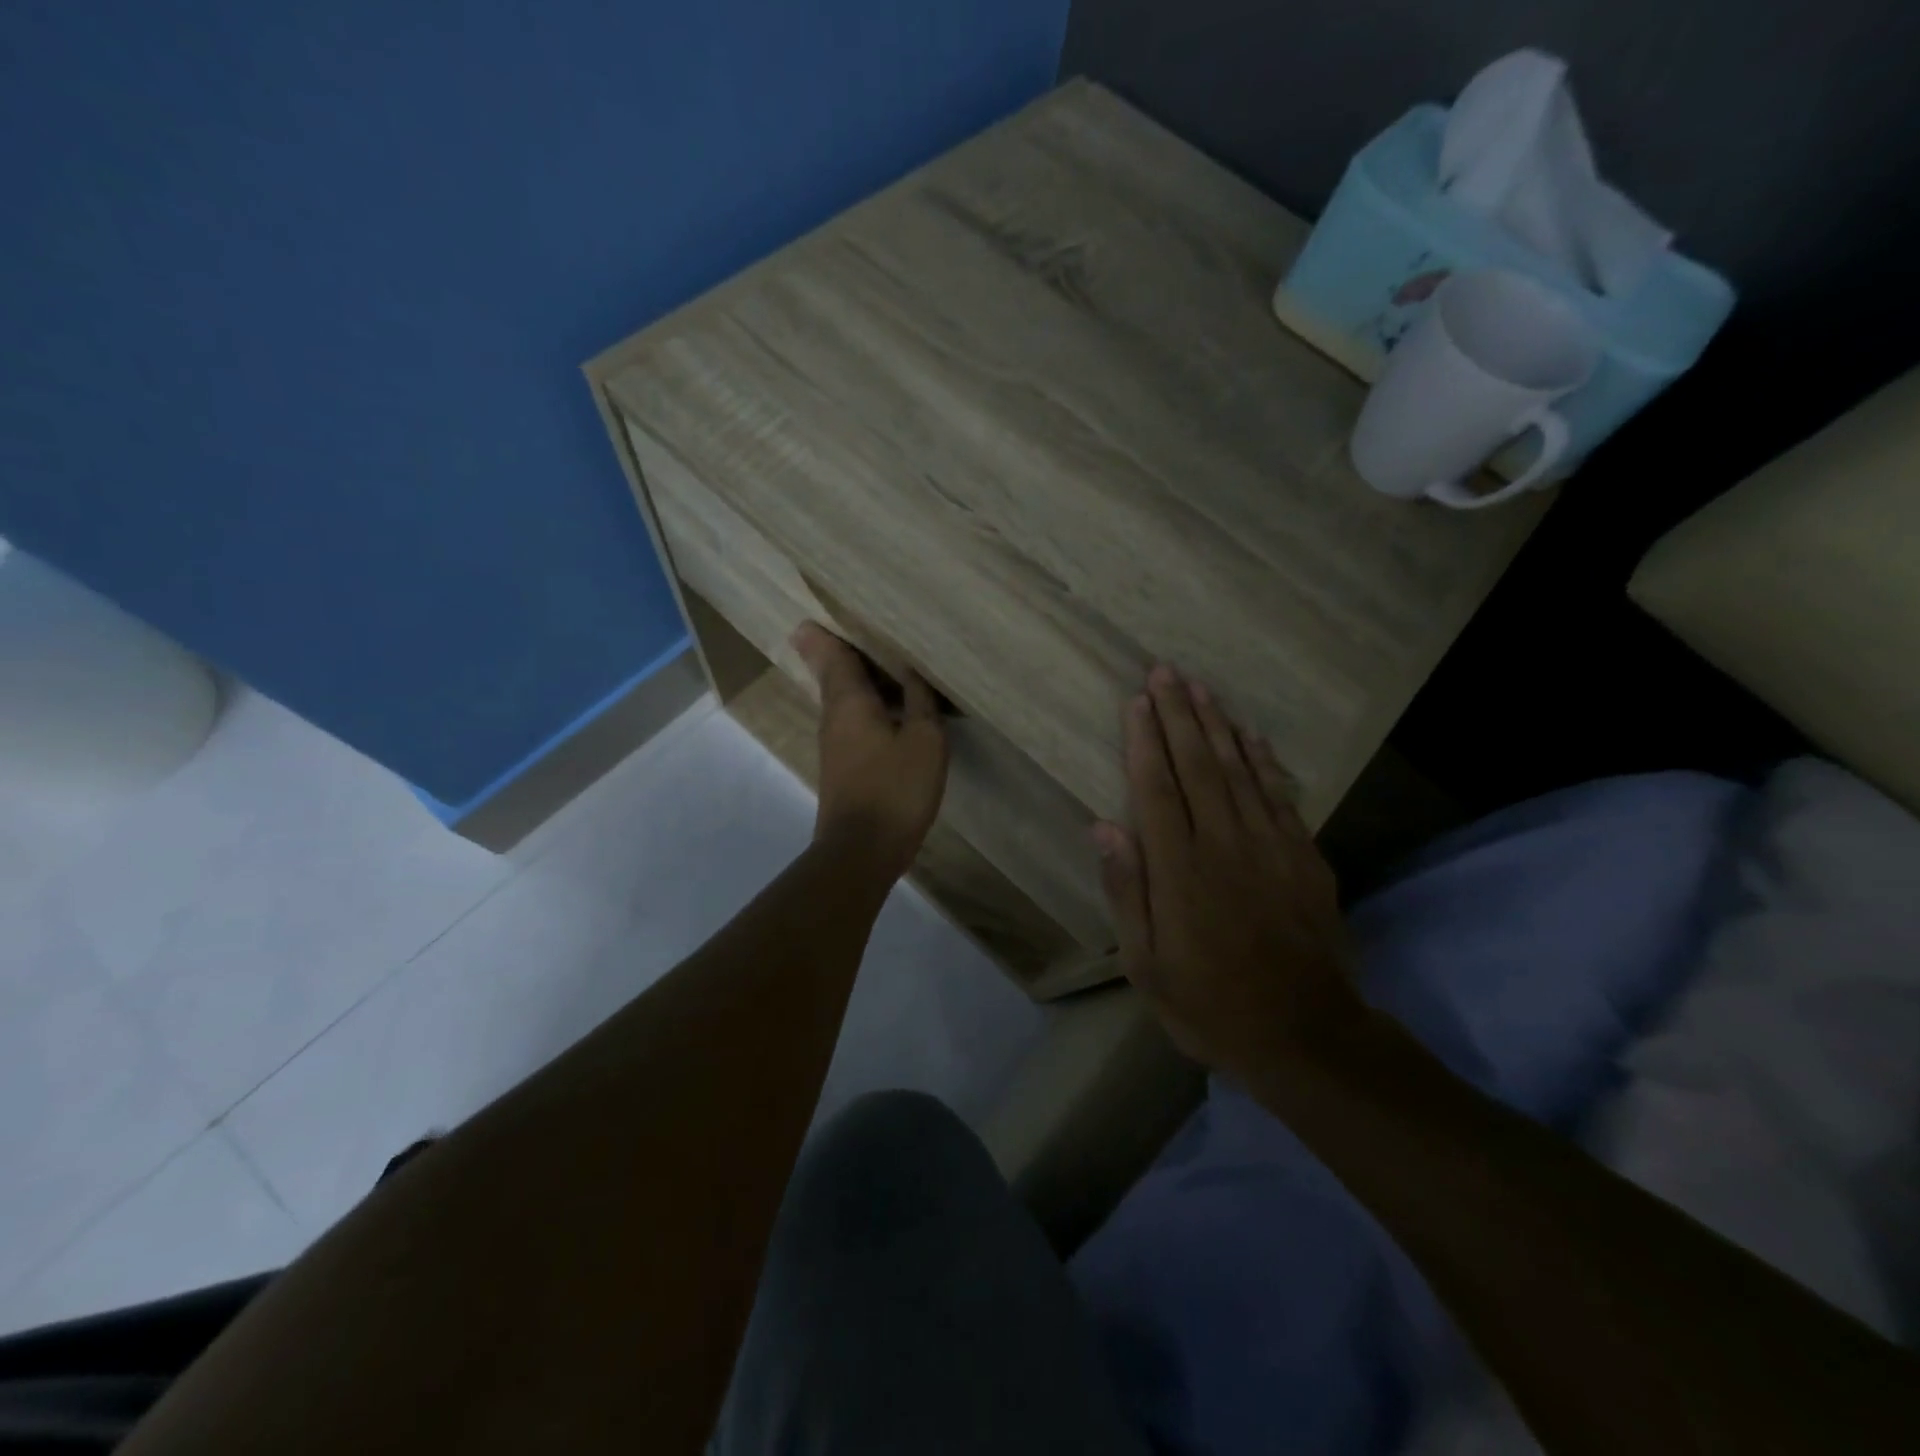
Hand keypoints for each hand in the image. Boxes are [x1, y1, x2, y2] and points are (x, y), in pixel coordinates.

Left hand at [793, 621, 948, 880]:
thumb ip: (919, 702)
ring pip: (843, 700)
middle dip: (839, 652)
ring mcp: (835, 745)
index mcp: (850, 702)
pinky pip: (853, 722)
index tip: (814, 616)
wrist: (862, 850)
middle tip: (852, 630)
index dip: (827, 635)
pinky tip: (889, 710)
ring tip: (881, 663)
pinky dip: (867, 707)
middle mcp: (834, 718)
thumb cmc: (896, 789)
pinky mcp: (843, 767)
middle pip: (834, 675)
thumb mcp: (924, 740)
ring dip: (857, 680)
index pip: (834, 656)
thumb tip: (910, 672)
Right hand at [1093, 664, 1361, 1081]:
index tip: (1137, 701)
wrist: (1305, 1034)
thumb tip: (1104, 826)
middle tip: (1165, 672)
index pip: (1157, 789)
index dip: (1144, 741)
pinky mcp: (1304, 857)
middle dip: (1179, 715)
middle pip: (1197, 766)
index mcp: (1180, 870)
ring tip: (1201, 688)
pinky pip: (1279, 796)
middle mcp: (1224, 844)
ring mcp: (1270, 847)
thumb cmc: (1210, 1004)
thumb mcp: (1147, 965)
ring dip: (1217, 726)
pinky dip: (1263, 761)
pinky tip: (1250, 736)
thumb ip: (1128, 891)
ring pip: (1239, 771)